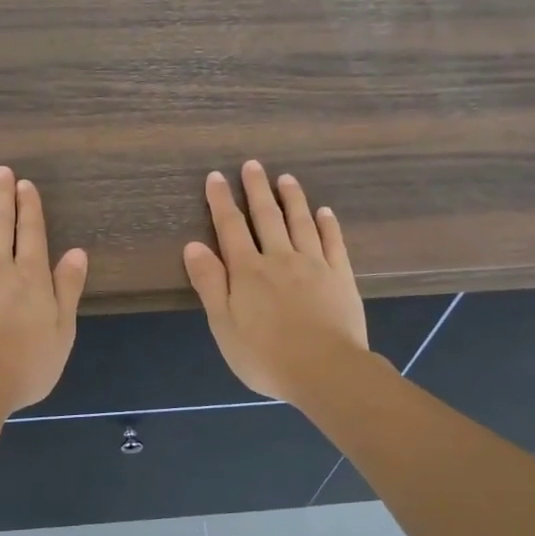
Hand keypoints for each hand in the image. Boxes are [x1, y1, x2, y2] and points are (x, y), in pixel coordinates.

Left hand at [0, 166, 88, 414]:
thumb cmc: (26, 364)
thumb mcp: (62, 330)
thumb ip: (67, 288)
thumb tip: (77, 252)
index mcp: (31, 276)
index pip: (31, 232)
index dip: (29, 206)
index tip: (24, 184)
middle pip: (0, 224)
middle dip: (2, 196)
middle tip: (0, 171)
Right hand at [183, 161, 368, 406]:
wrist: (325, 371)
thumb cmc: (265, 355)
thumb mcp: (224, 324)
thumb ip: (210, 283)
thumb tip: (193, 245)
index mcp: (248, 271)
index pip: (230, 227)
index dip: (221, 201)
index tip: (216, 177)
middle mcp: (280, 258)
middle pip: (267, 217)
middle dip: (257, 189)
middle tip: (252, 165)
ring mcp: (314, 265)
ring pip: (301, 222)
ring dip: (292, 198)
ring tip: (286, 178)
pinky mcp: (341, 277)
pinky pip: (333, 243)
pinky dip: (328, 225)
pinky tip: (325, 212)